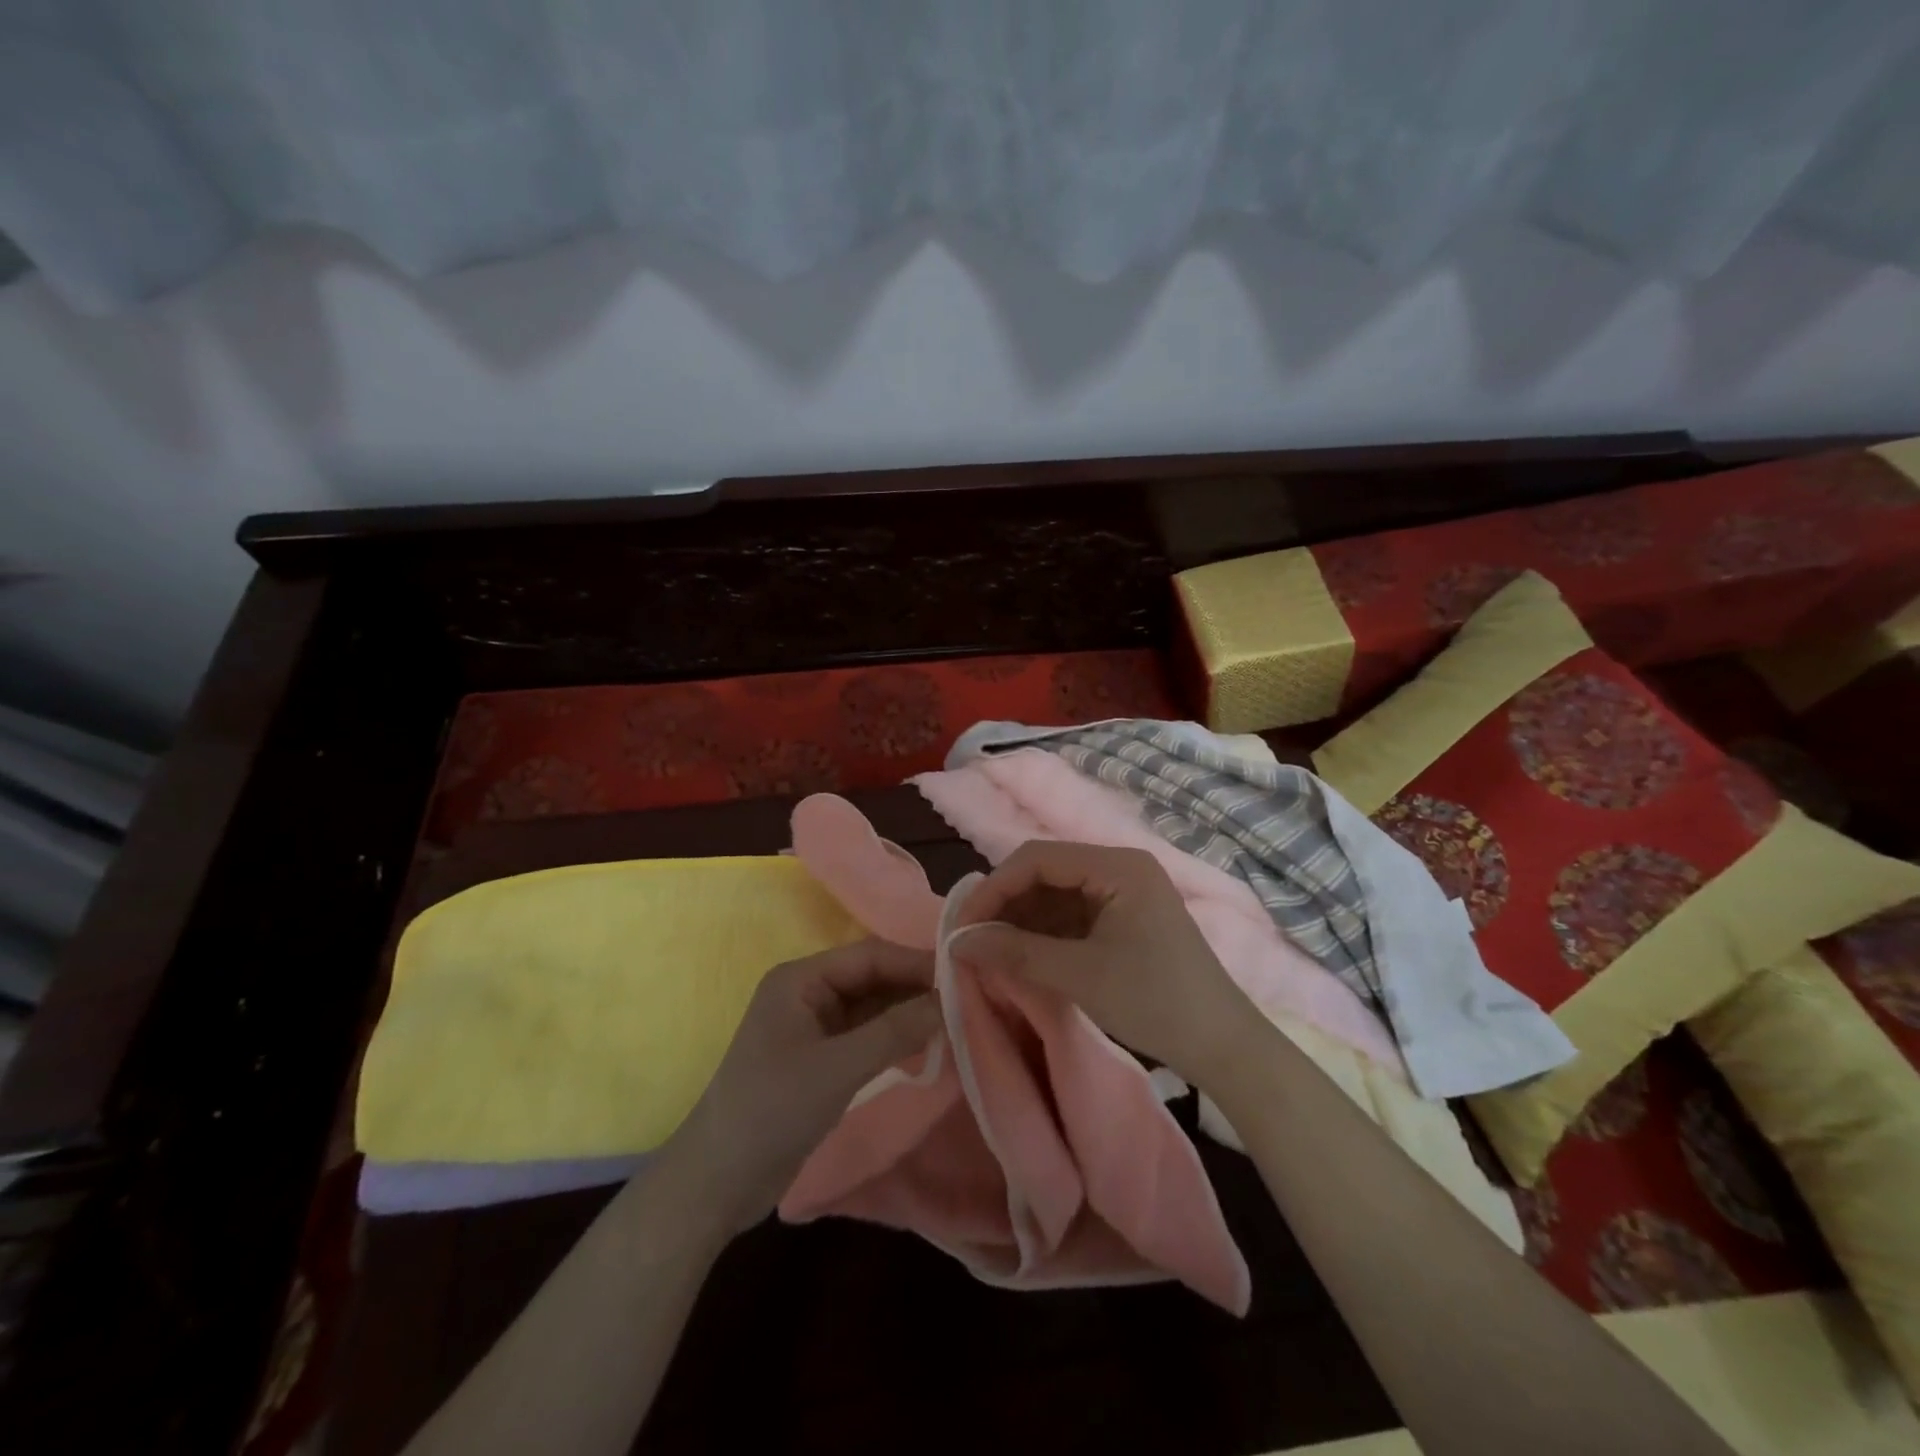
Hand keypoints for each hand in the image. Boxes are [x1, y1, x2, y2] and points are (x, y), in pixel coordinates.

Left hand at [668, 938, 939, 1225]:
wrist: (717, 1182)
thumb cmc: (772, 1110)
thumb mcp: (838, 1067)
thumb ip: (894, 1031)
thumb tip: (946, 1001)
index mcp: (801, 979)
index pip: (869, 956)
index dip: (914, 962)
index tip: (961, 974)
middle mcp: (807, 993)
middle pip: (872, 979)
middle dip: (914, 988)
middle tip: (964, 1000)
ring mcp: (813, 1027)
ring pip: (872, 1008)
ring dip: (907, 1014)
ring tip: (954, 1021)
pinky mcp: (820, 1059)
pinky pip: (866, 1036)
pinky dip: (894, 1039)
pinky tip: (926, 1046)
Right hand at [949, 842, 1261, 1086]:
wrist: (1224, 1046)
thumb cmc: (1156, 1002)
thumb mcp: (1080, 975)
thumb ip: (1015, 952)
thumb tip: (956, 942)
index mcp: (1117, 865)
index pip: (1037, 858)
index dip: (994, 889)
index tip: (963, 928)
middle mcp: (1119, 868)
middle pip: (1045, 872)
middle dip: (1006, 905)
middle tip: (971, 943)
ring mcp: (1123, 894)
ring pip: (1055, 895)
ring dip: (1021, 921)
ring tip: (990, 953)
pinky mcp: (1124, 920)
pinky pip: (1071, 915)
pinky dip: (1043, 934)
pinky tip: (1021, 957)